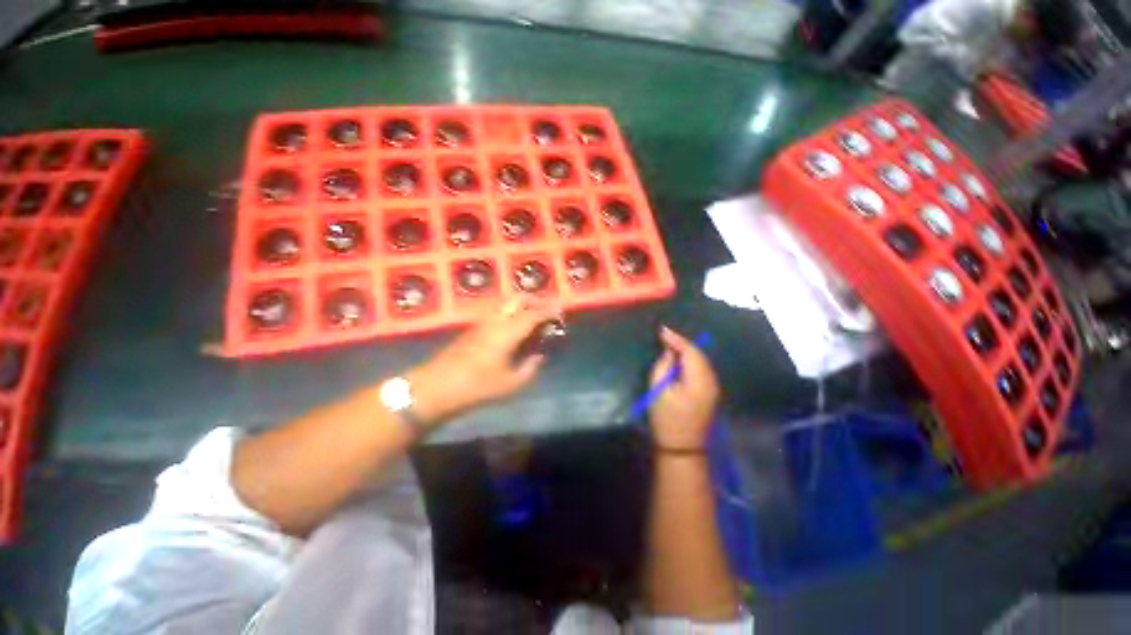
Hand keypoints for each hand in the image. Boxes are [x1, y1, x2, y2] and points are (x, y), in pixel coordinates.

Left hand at [406, 300, 561, 426]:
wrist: (437, 387)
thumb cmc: (477, 386)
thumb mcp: (511, 383)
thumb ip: (530, 368)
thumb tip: (539, 357)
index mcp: (508, 331)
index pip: (533, 314)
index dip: (549, 310)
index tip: (560, 309)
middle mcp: (496, 320)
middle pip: (517, 299)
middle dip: (534, 300)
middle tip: (545, 311)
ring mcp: (482, 322)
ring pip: (505, 303)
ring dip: (520, 305)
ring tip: (530, 317)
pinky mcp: (472, 328)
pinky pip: (496, 311)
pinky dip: (509, 312)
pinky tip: (512, 327)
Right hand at [648, 327, 719, 451]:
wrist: (682, 447)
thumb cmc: (666, 419)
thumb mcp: (658, 390)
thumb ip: (663, 367)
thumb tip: (669, 351)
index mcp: (698, 381)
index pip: (690, 352)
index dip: (676, 339)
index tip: (661, 330)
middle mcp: (711, 381)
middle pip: (699, 355)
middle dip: (682, 343)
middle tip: (664, 336)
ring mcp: (713, 388)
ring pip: (702, 361)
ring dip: (687, 351)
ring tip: (670, 344)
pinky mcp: (711, 393)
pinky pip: (702, 369)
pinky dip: (691, 361)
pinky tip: (680, 359)